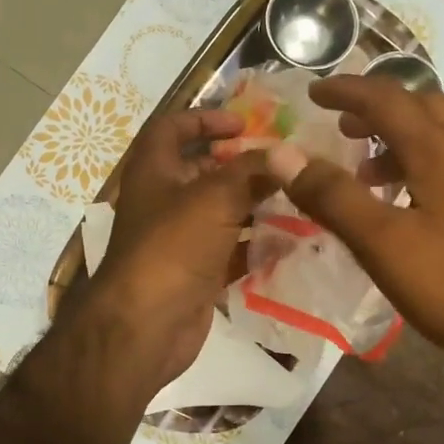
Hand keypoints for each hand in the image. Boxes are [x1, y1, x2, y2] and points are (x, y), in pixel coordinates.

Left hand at [76, 109, 275, 393]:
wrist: (146, 325)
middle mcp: (164, 202)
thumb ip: (252, 172)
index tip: (244, 125)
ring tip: (297, 197)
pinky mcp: (196, 273)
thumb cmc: (172, 248)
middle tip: (283, 163)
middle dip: (241, 165)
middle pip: (203, 171)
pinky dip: (257, 245)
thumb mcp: (215, 199)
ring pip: (221, 213)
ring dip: (255, 205)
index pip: (171, 128)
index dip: (204, 118)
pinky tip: (292, 241)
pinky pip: (231, 251)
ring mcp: (180, 241)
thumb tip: (287, 152)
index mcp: (154, 172)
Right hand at [267, 77, 443, 374]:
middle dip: (378, 108)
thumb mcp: (383, 244)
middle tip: (343, 127)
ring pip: (442, 138)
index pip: (386, 99)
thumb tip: (282, 153)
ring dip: (400, 139)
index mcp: (438, 152)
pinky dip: (422, 167)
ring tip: (367, 174)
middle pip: (423, 106)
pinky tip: (411, 208)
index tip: (314, 92)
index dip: (347, 90)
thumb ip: (333, 197)